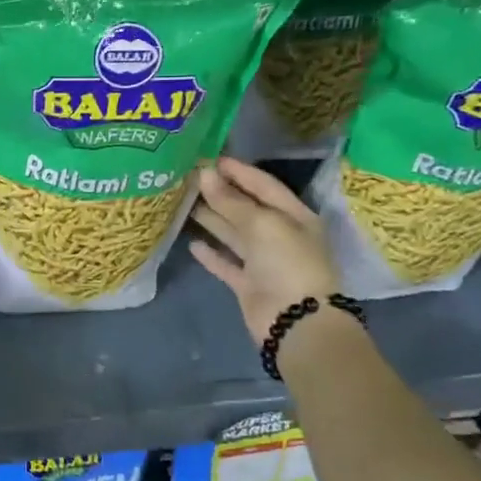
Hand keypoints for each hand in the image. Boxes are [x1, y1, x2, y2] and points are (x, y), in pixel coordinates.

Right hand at [189, 157, 340, 340]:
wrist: (297, 322)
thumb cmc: (288, 263)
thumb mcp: (262, 224)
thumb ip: (231, 201)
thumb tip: (205, 174)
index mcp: (294, 217)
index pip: (264, 186)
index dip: (239, 172)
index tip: (210, 158)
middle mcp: (280, 236)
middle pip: (246, 209)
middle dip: (220, 193)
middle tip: (188, 178)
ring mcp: (264, 262)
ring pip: (233, 234)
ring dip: (212, 219)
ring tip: (183, 203)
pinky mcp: (248, 284)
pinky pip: (227, 264)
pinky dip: (211, 254)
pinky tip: (192, 243)